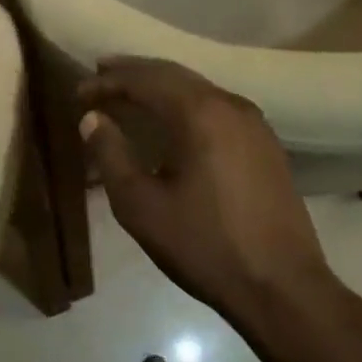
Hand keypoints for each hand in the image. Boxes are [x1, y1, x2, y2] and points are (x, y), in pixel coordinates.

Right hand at [78, 58, 335, 332]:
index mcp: (199, 113)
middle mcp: (230, 105)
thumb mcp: (141, 205)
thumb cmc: (203, 245)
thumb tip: (92, 118)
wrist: (282, 288)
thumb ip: (111, 154)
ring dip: (161, 87)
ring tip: (130, 93)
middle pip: (174, 75)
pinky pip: (217, 107)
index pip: (144, 81)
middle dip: (134, 73)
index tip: (79, 93)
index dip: (108, 82)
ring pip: (199, 89)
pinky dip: (186, 104)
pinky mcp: (266, 145)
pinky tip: (173, 121)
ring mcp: (255, 124)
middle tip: (101, 74)